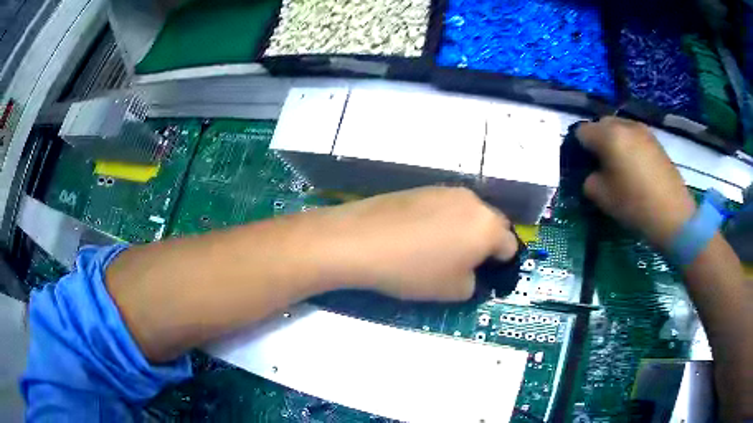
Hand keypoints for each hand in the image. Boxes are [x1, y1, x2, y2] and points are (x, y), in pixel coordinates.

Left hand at [315, 187, 517, 300]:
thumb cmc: (413, 270)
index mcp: (488, 226)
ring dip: (464, 230)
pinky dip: (443, 221)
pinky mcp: (422, 188)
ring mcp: (446, 190)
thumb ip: (475, 283)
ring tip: (437, 249)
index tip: (484, 276)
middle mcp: (473, 201)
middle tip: (463, 263)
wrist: (360, 240)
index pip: (510, 246)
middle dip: (484, 244)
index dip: (501, 265)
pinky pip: (445, 207)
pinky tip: (418, 235)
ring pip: (468, 214)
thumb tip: (472, 273)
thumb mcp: (453, 291)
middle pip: (492, 225)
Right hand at [576, 117, 695, 248]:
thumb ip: (589, 180)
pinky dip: (630, 145)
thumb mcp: (603, 198)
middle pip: (601, 124)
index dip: (579, 148)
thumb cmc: (635, 204)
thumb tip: (592, 173)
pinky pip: (634, 135)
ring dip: (614, 141)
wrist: (673, 214)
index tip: (584, 165)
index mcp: (608, 135)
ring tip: (620, 165)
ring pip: (620, 127)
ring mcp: (643, 130)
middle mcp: (625, 125)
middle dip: (597, 140)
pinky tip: (636, 167)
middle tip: (601, 165)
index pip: (582, 131)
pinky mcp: (656, 140)